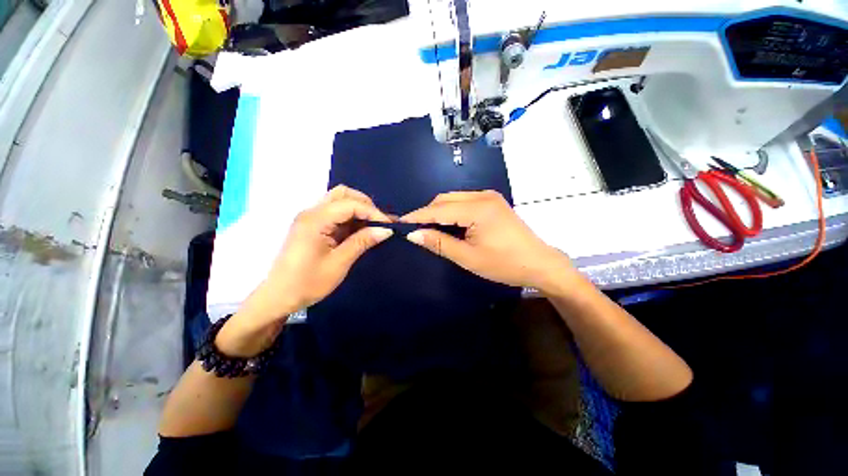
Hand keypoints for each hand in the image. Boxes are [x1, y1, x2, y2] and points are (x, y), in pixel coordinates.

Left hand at [217, 186, 392, 356]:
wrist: (279, 296)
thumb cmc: (308, 282)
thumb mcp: (339, 263)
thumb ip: (362, 242)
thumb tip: (386, 230)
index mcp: (315, 220)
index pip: (350, 204)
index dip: (373, 212)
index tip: (389, 225)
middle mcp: (312, 212)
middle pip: (343, 194)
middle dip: (366, 204)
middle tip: (380, 222)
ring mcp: (311, 217)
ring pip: (339, 200)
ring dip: (359, 209)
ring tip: (373, 225)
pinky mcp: (313, 225)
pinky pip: (335, 213)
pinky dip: (351, 217)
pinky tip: (361, 229)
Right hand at [401, 190, 575, 291]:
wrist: (539, 263)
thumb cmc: (504, 264)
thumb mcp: (468, 257)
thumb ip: (439, 243)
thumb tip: (413, 234)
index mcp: (477, 209)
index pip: (438, 209)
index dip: (418, 216)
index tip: (400, 223)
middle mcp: (482, 195)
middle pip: (445, 199)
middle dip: (428, 213)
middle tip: (416, 230)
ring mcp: (489, 196)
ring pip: (453, 199)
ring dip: (439, 212)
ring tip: (430, 229)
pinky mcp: (492, 201)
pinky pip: (464, 201)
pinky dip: (452, 211)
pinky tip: (449, 225)